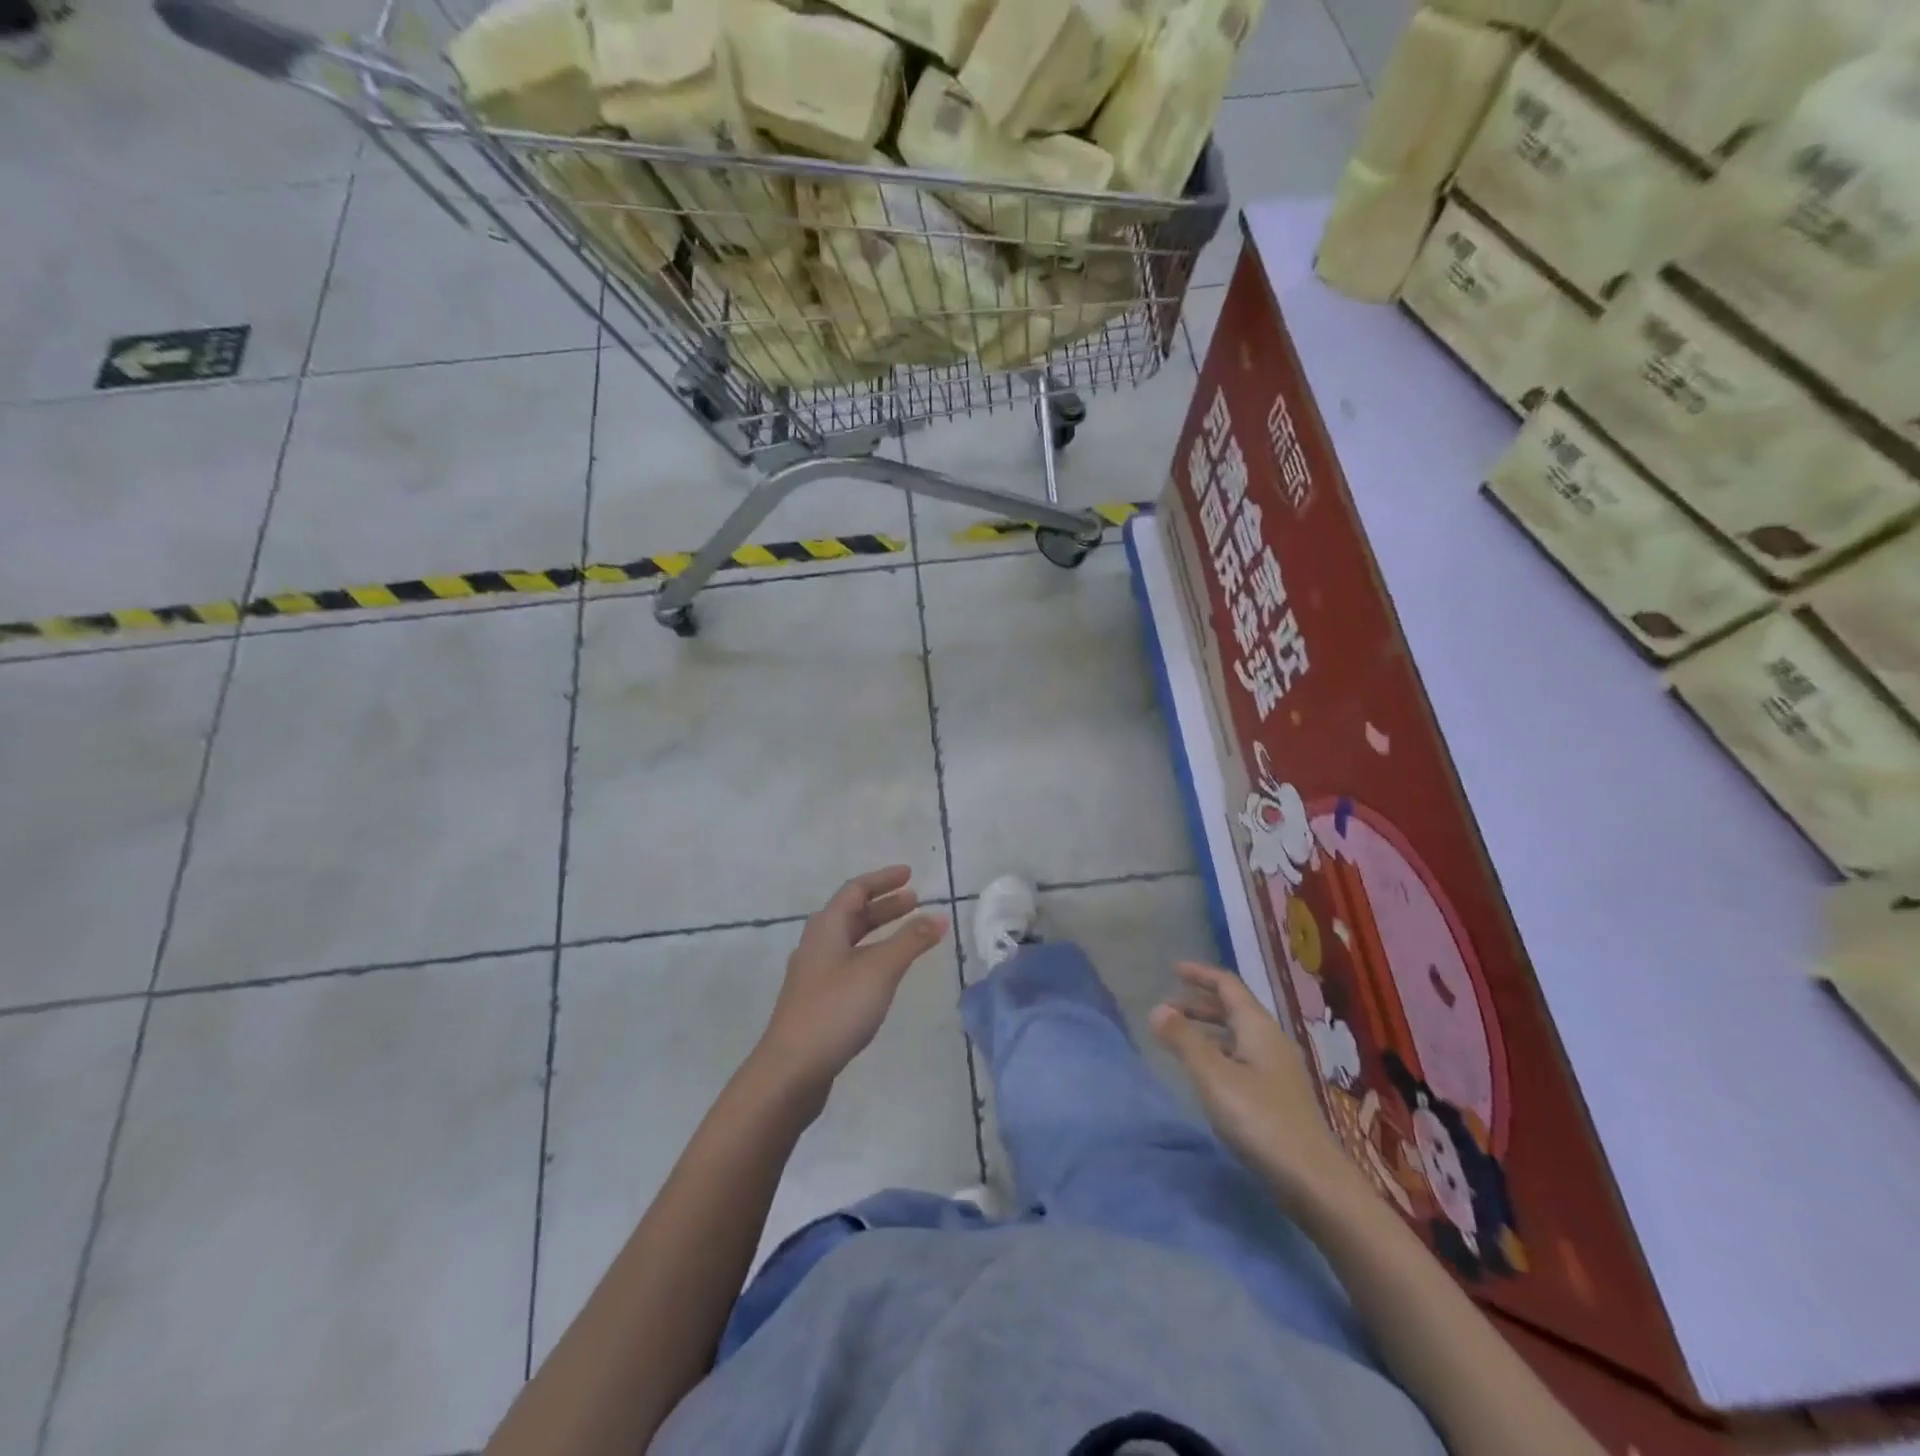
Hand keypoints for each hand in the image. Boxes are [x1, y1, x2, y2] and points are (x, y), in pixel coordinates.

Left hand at [756, 866, 949, 1096]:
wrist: (791, 1069)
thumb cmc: (835, 1009)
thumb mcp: (879, 969)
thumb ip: (910, 941)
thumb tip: (939, 916)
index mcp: (826, 927)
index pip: (856, 890)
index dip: (883, 880)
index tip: (910, 875)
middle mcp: (817, 944)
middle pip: (852, 914)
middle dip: (884, 906)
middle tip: (915, 902)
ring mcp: (814, 974)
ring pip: (850, 940)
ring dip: (879, 931)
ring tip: (907, 935)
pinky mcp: (817, 1000)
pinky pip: (848, 963)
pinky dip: (871, 956)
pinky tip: (884, 974)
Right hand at [1150, 962, 1355, 1206]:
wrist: (1314, 1181)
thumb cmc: (1260, 1120)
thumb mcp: (1213, 1076)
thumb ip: (1183, 1040)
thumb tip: (1157, 1008)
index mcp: (1258, 1027)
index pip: (1228, 986)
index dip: (1200, 975)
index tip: (1173, 970)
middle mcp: (1271, 1041)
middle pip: (1233, 1009)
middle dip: (1199, 1003)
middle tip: (1167, 1008)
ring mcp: (1278, 1070)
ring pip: (1237, 1036)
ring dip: (1207, 1030)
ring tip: (1179, 1039)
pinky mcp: (1278, 1097)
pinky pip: (1242, 1058)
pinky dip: (1218, 1053)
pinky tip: (1206, 1074)